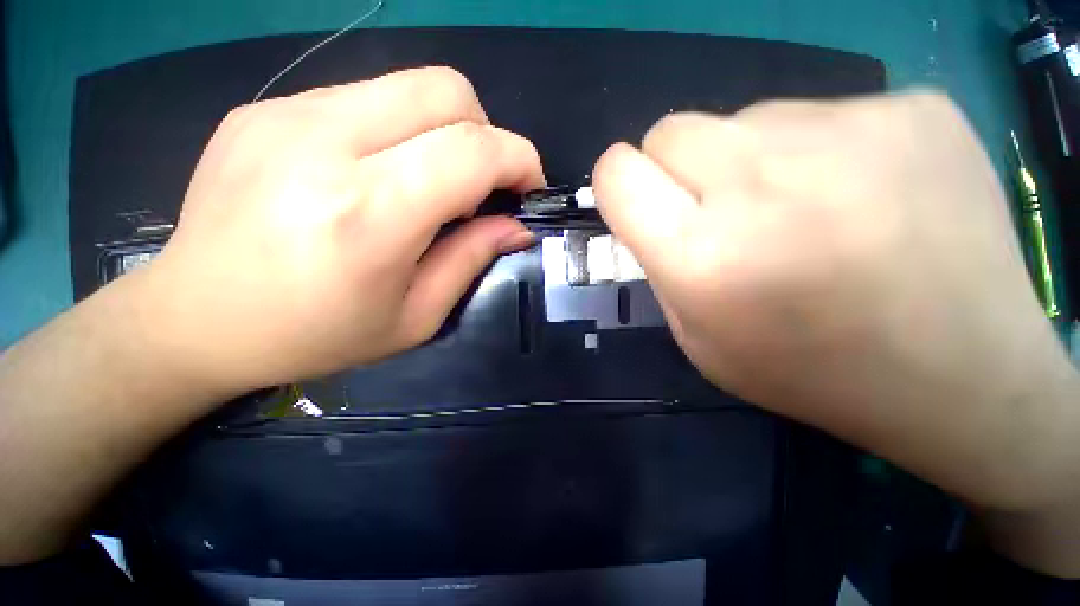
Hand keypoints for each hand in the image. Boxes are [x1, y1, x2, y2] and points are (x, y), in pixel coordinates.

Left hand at [141, 66, 544, 394]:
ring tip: (429, 184)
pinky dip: (399, 131)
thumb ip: (472, 260)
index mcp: (368, 214)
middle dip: (487, 134)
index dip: (519, 159)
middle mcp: (324, 144)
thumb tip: (516, 227)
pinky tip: (378, 173)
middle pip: (446, 91)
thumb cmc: (315, 335)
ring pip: (408, 86)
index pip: (472, 150)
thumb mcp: (415, 316)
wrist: (195, 319)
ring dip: (444, 132)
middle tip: (481, 185)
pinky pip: (365, 98)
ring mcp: (286, 114)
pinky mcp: (266, 107)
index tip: (529, 187)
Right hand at [593, 93, 1079, 573]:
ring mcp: (850, 132)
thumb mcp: (698, 338)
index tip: (639, 199)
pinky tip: (863, 199)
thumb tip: (651, 206)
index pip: (617, 173)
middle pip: (670, 130)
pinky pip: (820, 111)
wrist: (962, 376)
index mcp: (702, 257)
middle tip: (719, 209)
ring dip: (749, 161)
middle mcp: (763, 185)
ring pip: (743, 118)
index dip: (618, 181)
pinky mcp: (913, 109)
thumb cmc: (808, 372)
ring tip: (803, 212)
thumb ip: (659, 266)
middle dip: (675, 167)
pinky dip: (819, 152)